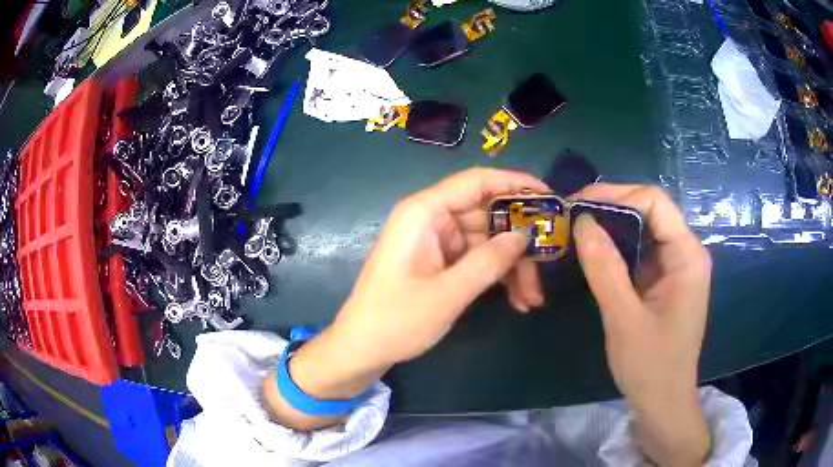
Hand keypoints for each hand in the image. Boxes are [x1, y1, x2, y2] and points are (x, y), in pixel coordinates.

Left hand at [263, 168, 548, 429]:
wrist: (361, 349)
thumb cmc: (395, 320)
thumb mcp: (448, 293)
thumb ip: (489, 262)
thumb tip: (524, 236)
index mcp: (424, 212)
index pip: (477, 181)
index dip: (516, 184)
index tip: (551, 197)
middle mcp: (431, 219)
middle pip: (488, 215)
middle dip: (520, 242)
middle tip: (551, 262)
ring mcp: (436, 241)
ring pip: (487, 241)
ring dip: (512, 267)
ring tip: (532, 298)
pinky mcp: (440, 261)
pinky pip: (477, 259)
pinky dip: (497, 276)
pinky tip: (517, 300)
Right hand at [571, 184, 711, 466]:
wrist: (663, 403)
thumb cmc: (651, 366)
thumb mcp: (624, 319)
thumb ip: (605, 269)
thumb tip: (581, 222)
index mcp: (687, 255)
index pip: (654, 201)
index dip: (615, 195)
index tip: (577, 205)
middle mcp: (685, 252)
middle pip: (648, 210)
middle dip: (609, 208)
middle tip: (570, 217)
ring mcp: (675, 267)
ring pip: (642, 230)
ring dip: (610, 227)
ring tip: (576, 231)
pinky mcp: (664, 281)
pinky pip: (640, 252)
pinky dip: (615, 249)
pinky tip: (593, 254)